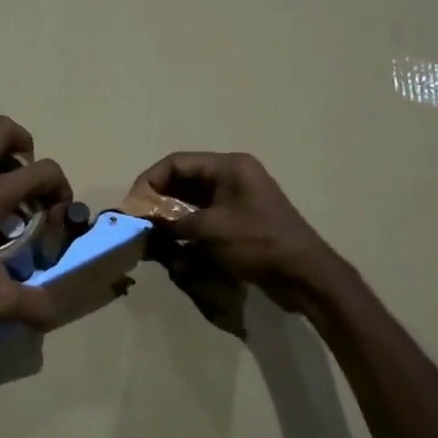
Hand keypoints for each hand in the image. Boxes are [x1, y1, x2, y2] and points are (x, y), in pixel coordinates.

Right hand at [128, 151, 340, 313]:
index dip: (150, 181)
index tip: (132, 206)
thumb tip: (144, 220)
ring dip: (169, 219)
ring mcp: (235, 200)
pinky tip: (172, 248)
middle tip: (137, 223)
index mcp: (229, 167)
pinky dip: (184, 231)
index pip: (176, 163)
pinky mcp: (237, 222)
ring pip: (189, 202)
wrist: (305, 275)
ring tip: (151, 238)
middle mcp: (231, 177)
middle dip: (158, 201)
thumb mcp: (211, 229)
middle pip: (182, 181)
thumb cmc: (259, 243)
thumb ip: (173, 221)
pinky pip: (202, 219)